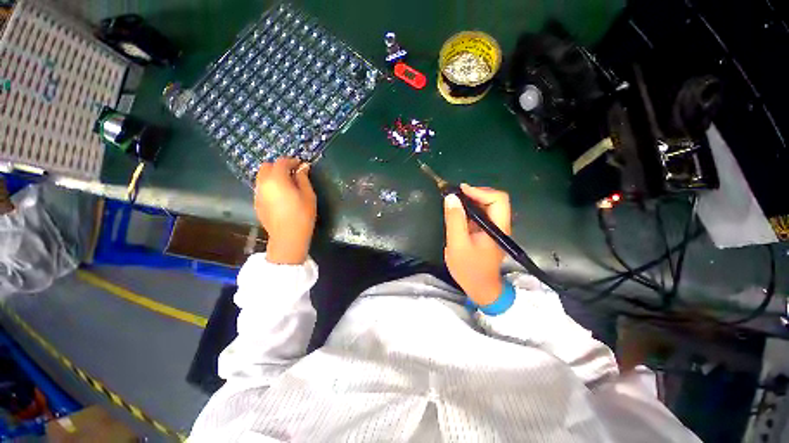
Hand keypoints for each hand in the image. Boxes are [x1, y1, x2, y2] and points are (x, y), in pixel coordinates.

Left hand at [255, 158, 316, 264]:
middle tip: (293, 173)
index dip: (292, 161)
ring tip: (287, 184)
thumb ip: (303, 178)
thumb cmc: (302, 214)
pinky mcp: (256, 203)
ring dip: (273, 175)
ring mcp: (257, 193)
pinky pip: (261, 188)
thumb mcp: (308, 195)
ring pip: (262, 177)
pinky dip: (269, 186)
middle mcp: (263, 183)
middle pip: (267, 166)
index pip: (281, 162)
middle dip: (279, 166)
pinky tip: (280, 196)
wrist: (288, 236)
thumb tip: (302, 167)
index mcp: (277, 179)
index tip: (301, 165)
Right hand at [444, 184, 510, 305]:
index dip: (480, 191)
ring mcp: (494, 229)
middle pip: (494, 200)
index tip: (460, 191)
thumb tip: (451, 197)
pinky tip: (458, 213)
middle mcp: (500, 225)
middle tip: (455, 196)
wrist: (479, 288)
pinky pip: (481, 214)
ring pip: (487, 206)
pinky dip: (469, 209)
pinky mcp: (487, 232)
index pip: (498, 199)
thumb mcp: (457, 244)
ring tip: (454, 202)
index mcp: (497, 228)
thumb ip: (455, 220)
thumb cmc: (469, 269)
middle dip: (475, 194)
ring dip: (471, 201)